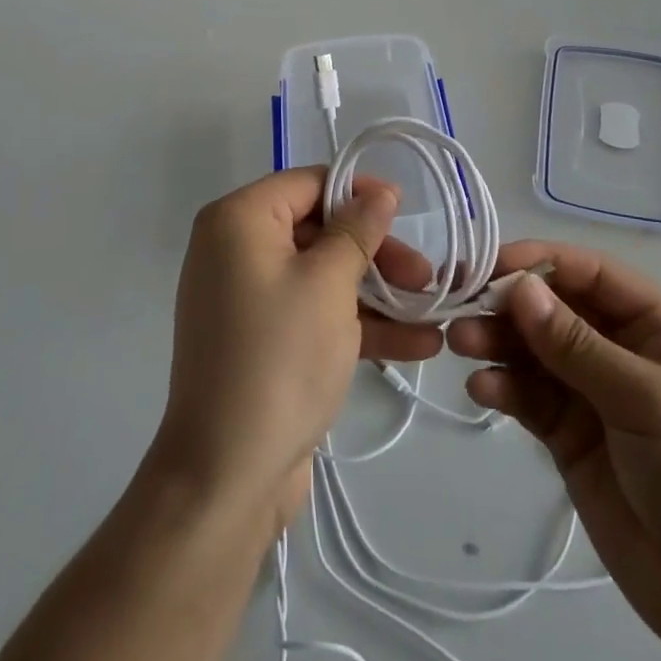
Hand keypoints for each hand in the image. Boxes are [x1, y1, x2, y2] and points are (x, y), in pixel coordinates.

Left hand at [153, 168, 441, 535]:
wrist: (226, 476)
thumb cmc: (279, 358)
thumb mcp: (328, 283)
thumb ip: (357, 230)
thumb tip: (379, 191)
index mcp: (239, 221)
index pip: (308, 184)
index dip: (360, 193)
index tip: (406, 212)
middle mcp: (236, 251)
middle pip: (319, 231)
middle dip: (377, 253)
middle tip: (426, 276)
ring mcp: (249, 300)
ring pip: (323, 276)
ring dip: (378, 293)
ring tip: (434, 310)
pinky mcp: (263, 342)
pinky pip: (314, 315)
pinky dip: (358, 325)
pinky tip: (417, 343)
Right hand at [447, 242, 660, 660]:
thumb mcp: (646, 399)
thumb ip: (576, 345)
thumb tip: (519, 287)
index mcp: (657, 324)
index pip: (590, 273)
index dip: (540, 261)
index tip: (490, 263)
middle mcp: (621, 347)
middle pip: (554, 308)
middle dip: (510, 305)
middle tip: (460, 306)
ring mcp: (592, 391)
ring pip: (534, 350)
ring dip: (497, 342)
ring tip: (460, 344)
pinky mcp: (569, 434)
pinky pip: (529, 396)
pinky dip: (503, 388)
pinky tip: (481, 390)